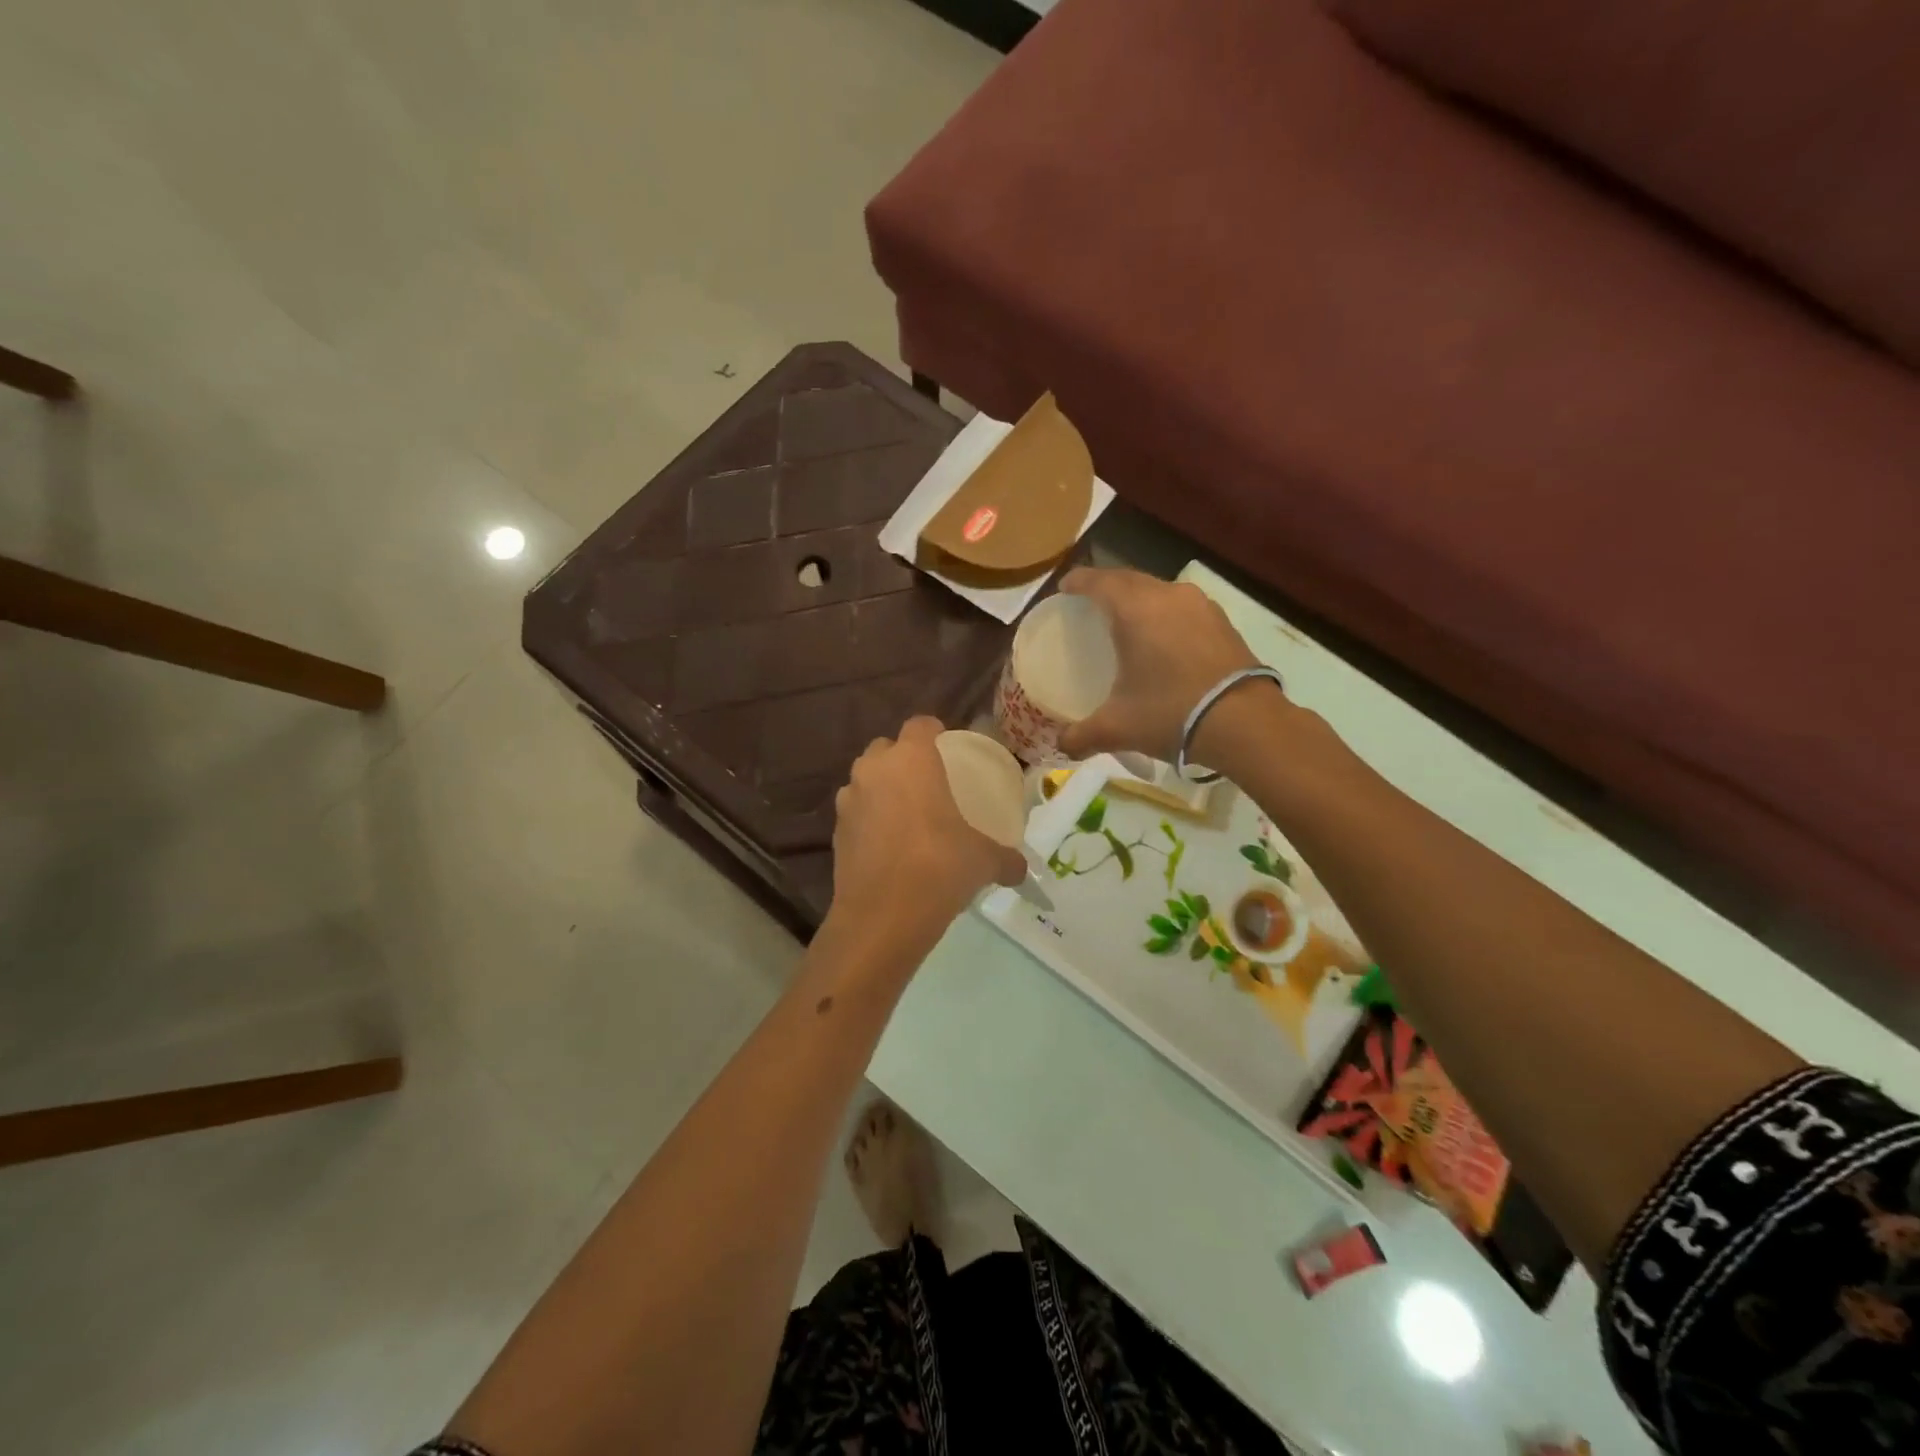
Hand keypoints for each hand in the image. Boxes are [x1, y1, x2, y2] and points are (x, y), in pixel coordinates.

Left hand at [830, 717, 1027, 943]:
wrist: (882, 917)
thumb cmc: (939, 868)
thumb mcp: (984, 860)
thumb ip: (1006, 858)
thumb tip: (1021, 869)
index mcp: (911, 760)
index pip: (920, 725)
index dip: (934, 731)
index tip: (947, 745)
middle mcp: (874, 770)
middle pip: (886, 749)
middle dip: (903, 759)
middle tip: (928, 782)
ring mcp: (849, 800)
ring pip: (865, 780)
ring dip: (882, 789)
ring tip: (906, 815)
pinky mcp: (834, 831)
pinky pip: (856, 813)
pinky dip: (869, 820)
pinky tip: (888, 845)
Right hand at [1057, 569, 1265, 759]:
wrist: (1244, 723)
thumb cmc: (1169, 713)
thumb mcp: (1117, 728)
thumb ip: (1081, 736)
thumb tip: (1062, 746)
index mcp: (1134, 610)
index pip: (1098, 581)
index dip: (1078, 581)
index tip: (1065, 587)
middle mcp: (1167, 596)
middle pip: (1129, 579)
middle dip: (1107, 585)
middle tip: (1091, 601)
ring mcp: (1200, 605)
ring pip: (1159, 590)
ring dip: (1139, 598)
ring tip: (1128, 618)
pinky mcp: (1223, 622)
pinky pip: (1183, 607)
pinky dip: (1165, 613)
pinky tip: (1164, 636)